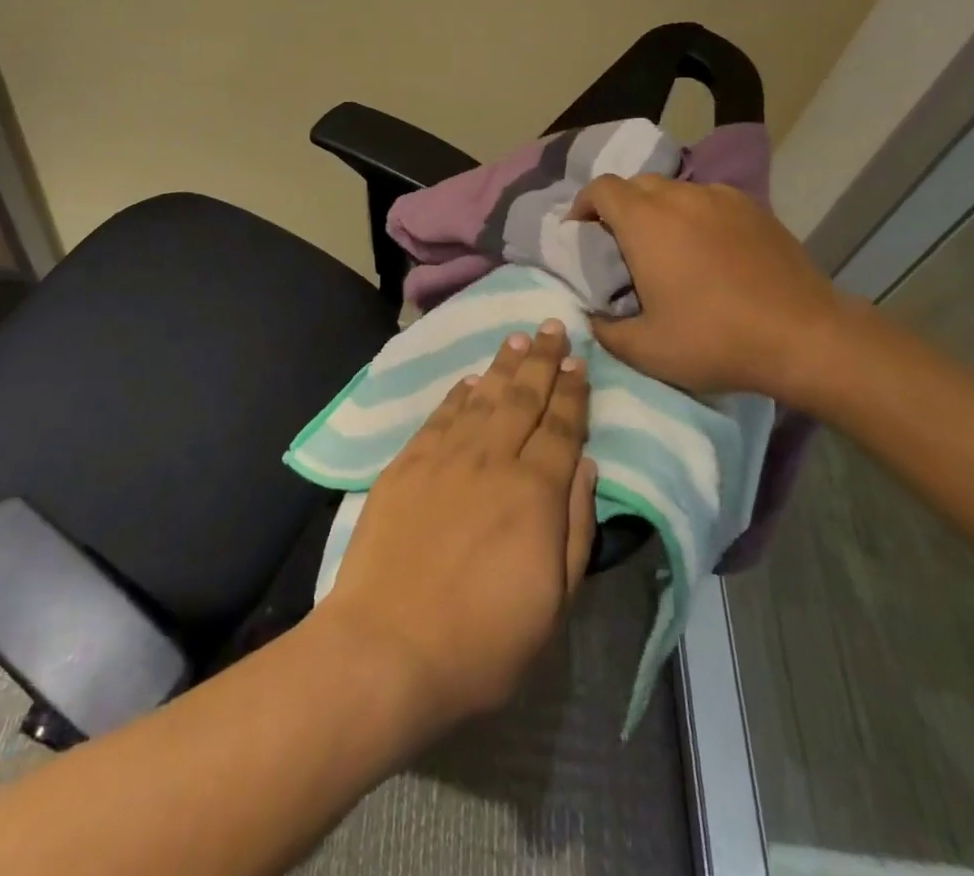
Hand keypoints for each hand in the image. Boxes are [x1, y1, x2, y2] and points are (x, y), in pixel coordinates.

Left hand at [314, 321, 597, 730]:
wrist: (387, 645)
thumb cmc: (482, 642)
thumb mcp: (553, 604)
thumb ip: (576, 529)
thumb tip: (586, 467)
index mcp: (534, 493)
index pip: (561, 428)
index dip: (572, 393)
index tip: (580, 362)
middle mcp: (492, 460)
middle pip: (523, 399)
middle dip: (541, 361)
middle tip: (552, 327)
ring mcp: (444, 457)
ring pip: (482, 397)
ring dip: (503, 366)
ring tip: (517, 339)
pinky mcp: (407, 464)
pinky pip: (440, 415)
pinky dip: (458, 394)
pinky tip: (470, 381)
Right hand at [568, 175, 851, 407]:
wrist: (806, 337)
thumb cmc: (716, 339)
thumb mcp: (646, 350)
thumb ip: (605, 331)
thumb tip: (592, 317)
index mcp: (646, 222)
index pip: (601, 188)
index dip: (583, 204)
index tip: (580, 231)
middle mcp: (681, 198)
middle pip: (636, 184)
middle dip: (619, 206)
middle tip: (619, 243)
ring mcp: (722, 199)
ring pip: (675, 190)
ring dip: (658, 209)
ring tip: (665, 246)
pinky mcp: (756, 209)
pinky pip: (710, 200)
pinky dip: (695, 214)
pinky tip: (707, 249)